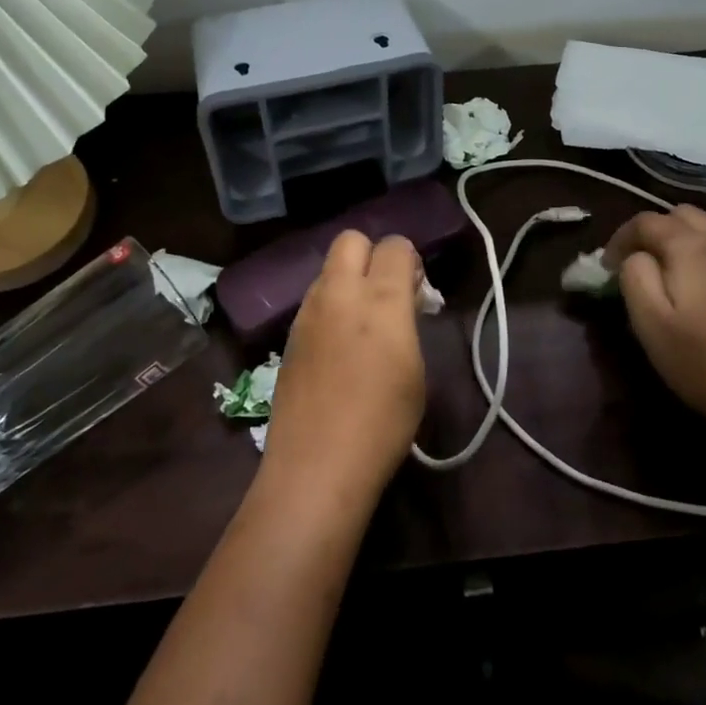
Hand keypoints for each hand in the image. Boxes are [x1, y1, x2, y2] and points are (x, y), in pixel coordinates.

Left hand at [262, 231, 427, 505]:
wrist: (317, 464)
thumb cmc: (383, 422)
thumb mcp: (415, 369)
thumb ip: (407, 321)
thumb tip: (402, 299)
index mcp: (380, 299)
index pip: (395, 246)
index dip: (409, 261)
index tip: (416, 290)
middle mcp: (339, 292)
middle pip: (351, 240)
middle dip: (372, 255)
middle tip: (386, 293)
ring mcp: (307, 312)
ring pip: (328, 269)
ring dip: (348, 280)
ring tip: (362, 323)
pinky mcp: (289, 334)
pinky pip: (314, 300)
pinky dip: (330, 307)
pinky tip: (338, 346)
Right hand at [604, 206, 705, 439]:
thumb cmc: (701, 360)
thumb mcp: (650, 320)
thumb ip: (634, 275)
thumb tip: (635, 256)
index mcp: (692, 246)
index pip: (646, 221)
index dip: (619, 239)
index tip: (605, 269)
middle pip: (680, 215)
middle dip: (651, 232)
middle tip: (633, 264)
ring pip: (703, 229)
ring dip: (676, 241)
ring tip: (659, 276)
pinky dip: (697, 254)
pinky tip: (691, 290)